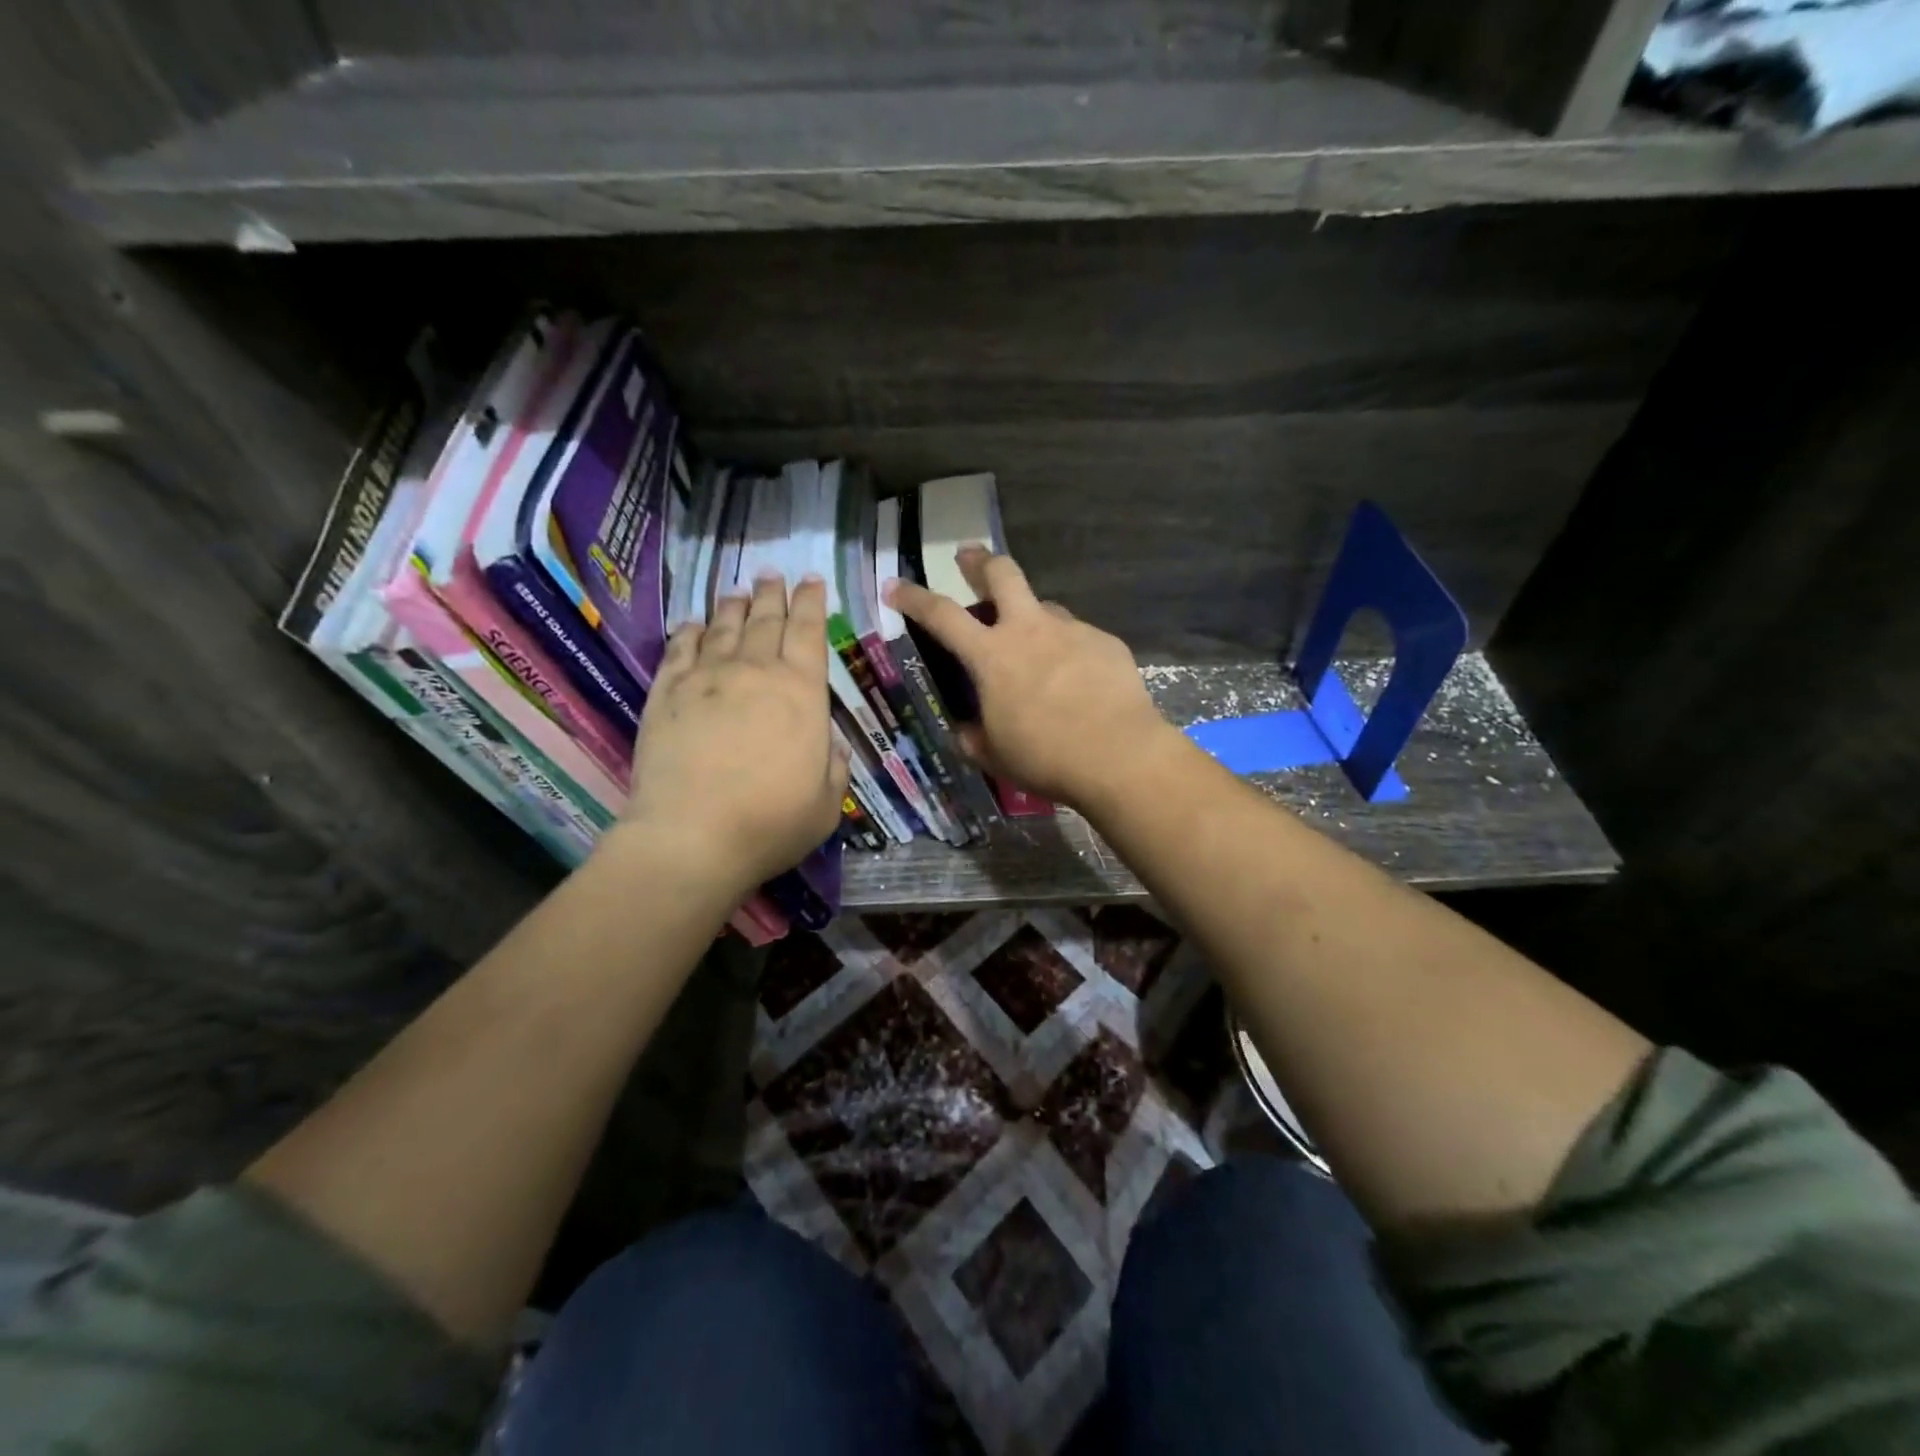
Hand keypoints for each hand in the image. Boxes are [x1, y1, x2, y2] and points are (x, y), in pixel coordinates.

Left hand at [618, 573, 848, 897]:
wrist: (692, 835)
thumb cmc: (771, 821)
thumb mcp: (826, 803)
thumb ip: (833, 767)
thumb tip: (829, 745)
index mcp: (801, 692)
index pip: (809, 632)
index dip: (812, 602)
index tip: (812, 580)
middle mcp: (755, 672)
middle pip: (765, 620)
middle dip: (772, 594)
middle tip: (772, 575)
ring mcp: (706, 679)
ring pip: (722, 628)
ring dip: (732, 606)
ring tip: (737, 590)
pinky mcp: (666, 694)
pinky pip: (679, 650)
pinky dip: (688, 632)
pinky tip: (692, 624)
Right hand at [885, 547, 1177, 810]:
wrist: (1119, 756)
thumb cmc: (1046, 758)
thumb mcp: (995, 755)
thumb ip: (974, 737)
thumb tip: (967, 730)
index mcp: (991, 655)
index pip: (941, 615)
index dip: (914, 597)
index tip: (895, 585)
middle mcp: (1029, 630)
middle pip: (1002, 574)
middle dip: (980, 561)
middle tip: (969, 557)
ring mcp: (1071, 630)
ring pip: (1044, 607)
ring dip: (1031, 617)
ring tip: (1035, 647)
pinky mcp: (1105, 642)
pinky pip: (1078, 636)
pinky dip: (1068, 650)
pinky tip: (1078, 679)